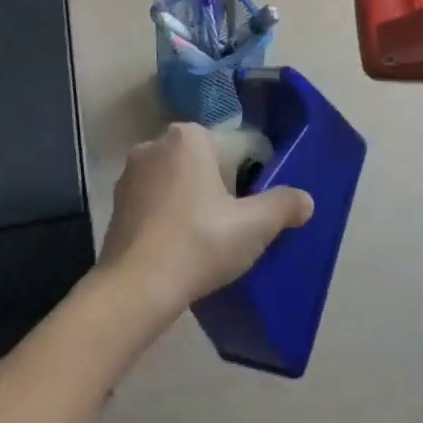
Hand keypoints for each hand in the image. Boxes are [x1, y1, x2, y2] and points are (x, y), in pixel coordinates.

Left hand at [98, 123, 313, 317]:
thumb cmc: (199, 242)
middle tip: (234, 226)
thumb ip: (283, 206)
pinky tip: (179, 245)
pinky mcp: (117, 200)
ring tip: (207, 239)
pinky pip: (154, 200)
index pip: (233, 147)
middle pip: (203, 161)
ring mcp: (131, 171)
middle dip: (219, 187)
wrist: (136, 286)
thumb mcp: (253, 226)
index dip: (249, 178)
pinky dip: (168, 215)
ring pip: (177, 180)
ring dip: (192, 200)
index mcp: (189, 136)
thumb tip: (305, 200)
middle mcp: (155, 142)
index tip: (252, 209)